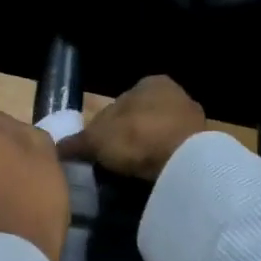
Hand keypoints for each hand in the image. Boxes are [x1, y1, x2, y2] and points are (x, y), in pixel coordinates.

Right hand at [57, 75, 207, 181]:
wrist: (183, 162)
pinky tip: (152, 178)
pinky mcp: (204, 146)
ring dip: (146, 152)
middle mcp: (175, 94)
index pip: (118, 103)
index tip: (97, 149)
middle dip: (127, 138)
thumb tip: (56, 148)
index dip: (104, 126)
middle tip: (112, 163)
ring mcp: (193, 120)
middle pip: (140, 119)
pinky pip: (174, 153)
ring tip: (131, 174)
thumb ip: (76, 142)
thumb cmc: (136, 137)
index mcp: (149, 83)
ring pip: (158, 136)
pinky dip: (162, 163)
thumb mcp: (96, 140)